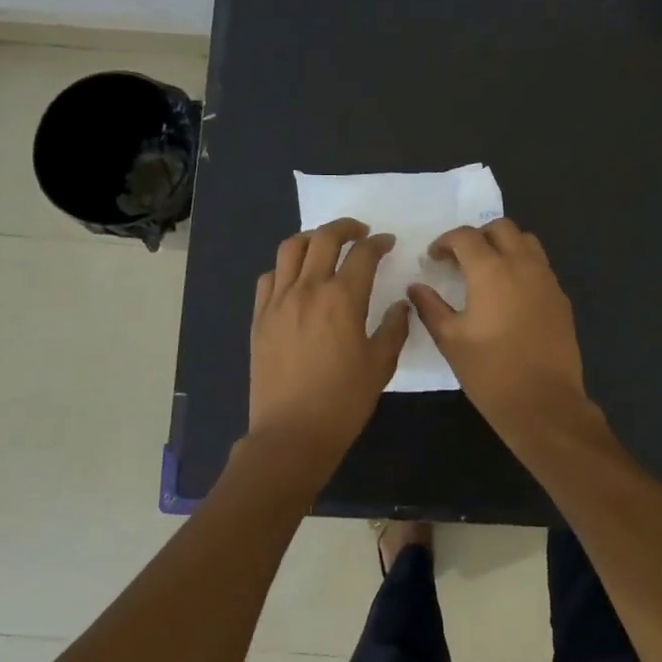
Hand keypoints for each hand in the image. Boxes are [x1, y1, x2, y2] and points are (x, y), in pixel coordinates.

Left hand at [245, 218, 411, 485]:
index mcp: (342, 299)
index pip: (363, 254)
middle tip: (360, 232)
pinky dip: (285, 267)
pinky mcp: (259, 317)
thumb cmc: (343, 402)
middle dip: (346, 227)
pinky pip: (269, 276)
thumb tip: (401, 305)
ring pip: (291, 248)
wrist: (291, 433)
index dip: (378, 243)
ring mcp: (278, 301)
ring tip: (326, 245)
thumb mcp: (380, 366)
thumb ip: (394, 329)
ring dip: (312, 238)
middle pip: (324, 239)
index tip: (387, 242)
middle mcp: (307, 289)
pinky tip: (296, 278)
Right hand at [407, 218, 588, 434]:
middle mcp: (523, 265)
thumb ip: (430, 307)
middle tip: (460, 259)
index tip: (434, 258)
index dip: (445, 242)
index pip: (466, 236)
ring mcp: (547, 280)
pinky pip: (540, 266)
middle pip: (501, 228)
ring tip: (487, 270)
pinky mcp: (561, 298)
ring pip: (526, 241)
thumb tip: (416, 287)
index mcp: (491, 271)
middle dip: (477, 236)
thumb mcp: (450, 340)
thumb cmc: (490, 372)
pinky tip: (510, 294)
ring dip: (504, 245)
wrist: (544, 403)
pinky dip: (522, 265)